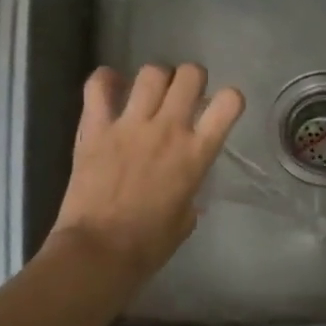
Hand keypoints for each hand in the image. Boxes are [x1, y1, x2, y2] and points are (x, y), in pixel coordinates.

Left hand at [48, 63, 244, 286]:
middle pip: (189, 75)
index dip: (229, 99)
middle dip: (191, 79)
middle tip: (183, 96)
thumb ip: (190, 191)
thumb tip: (183, 187)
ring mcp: (130, 125)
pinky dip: (105, 80)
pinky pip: (98, 86)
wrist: (99, 251)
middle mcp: (168, 129)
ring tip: (148, 93)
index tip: (219, 108)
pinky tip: (110, 87)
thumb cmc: (148, 245)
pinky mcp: (96, 128)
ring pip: (151, 73)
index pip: (228, 103)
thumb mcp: (185, 219)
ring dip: (155, 79)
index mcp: (196, 154)